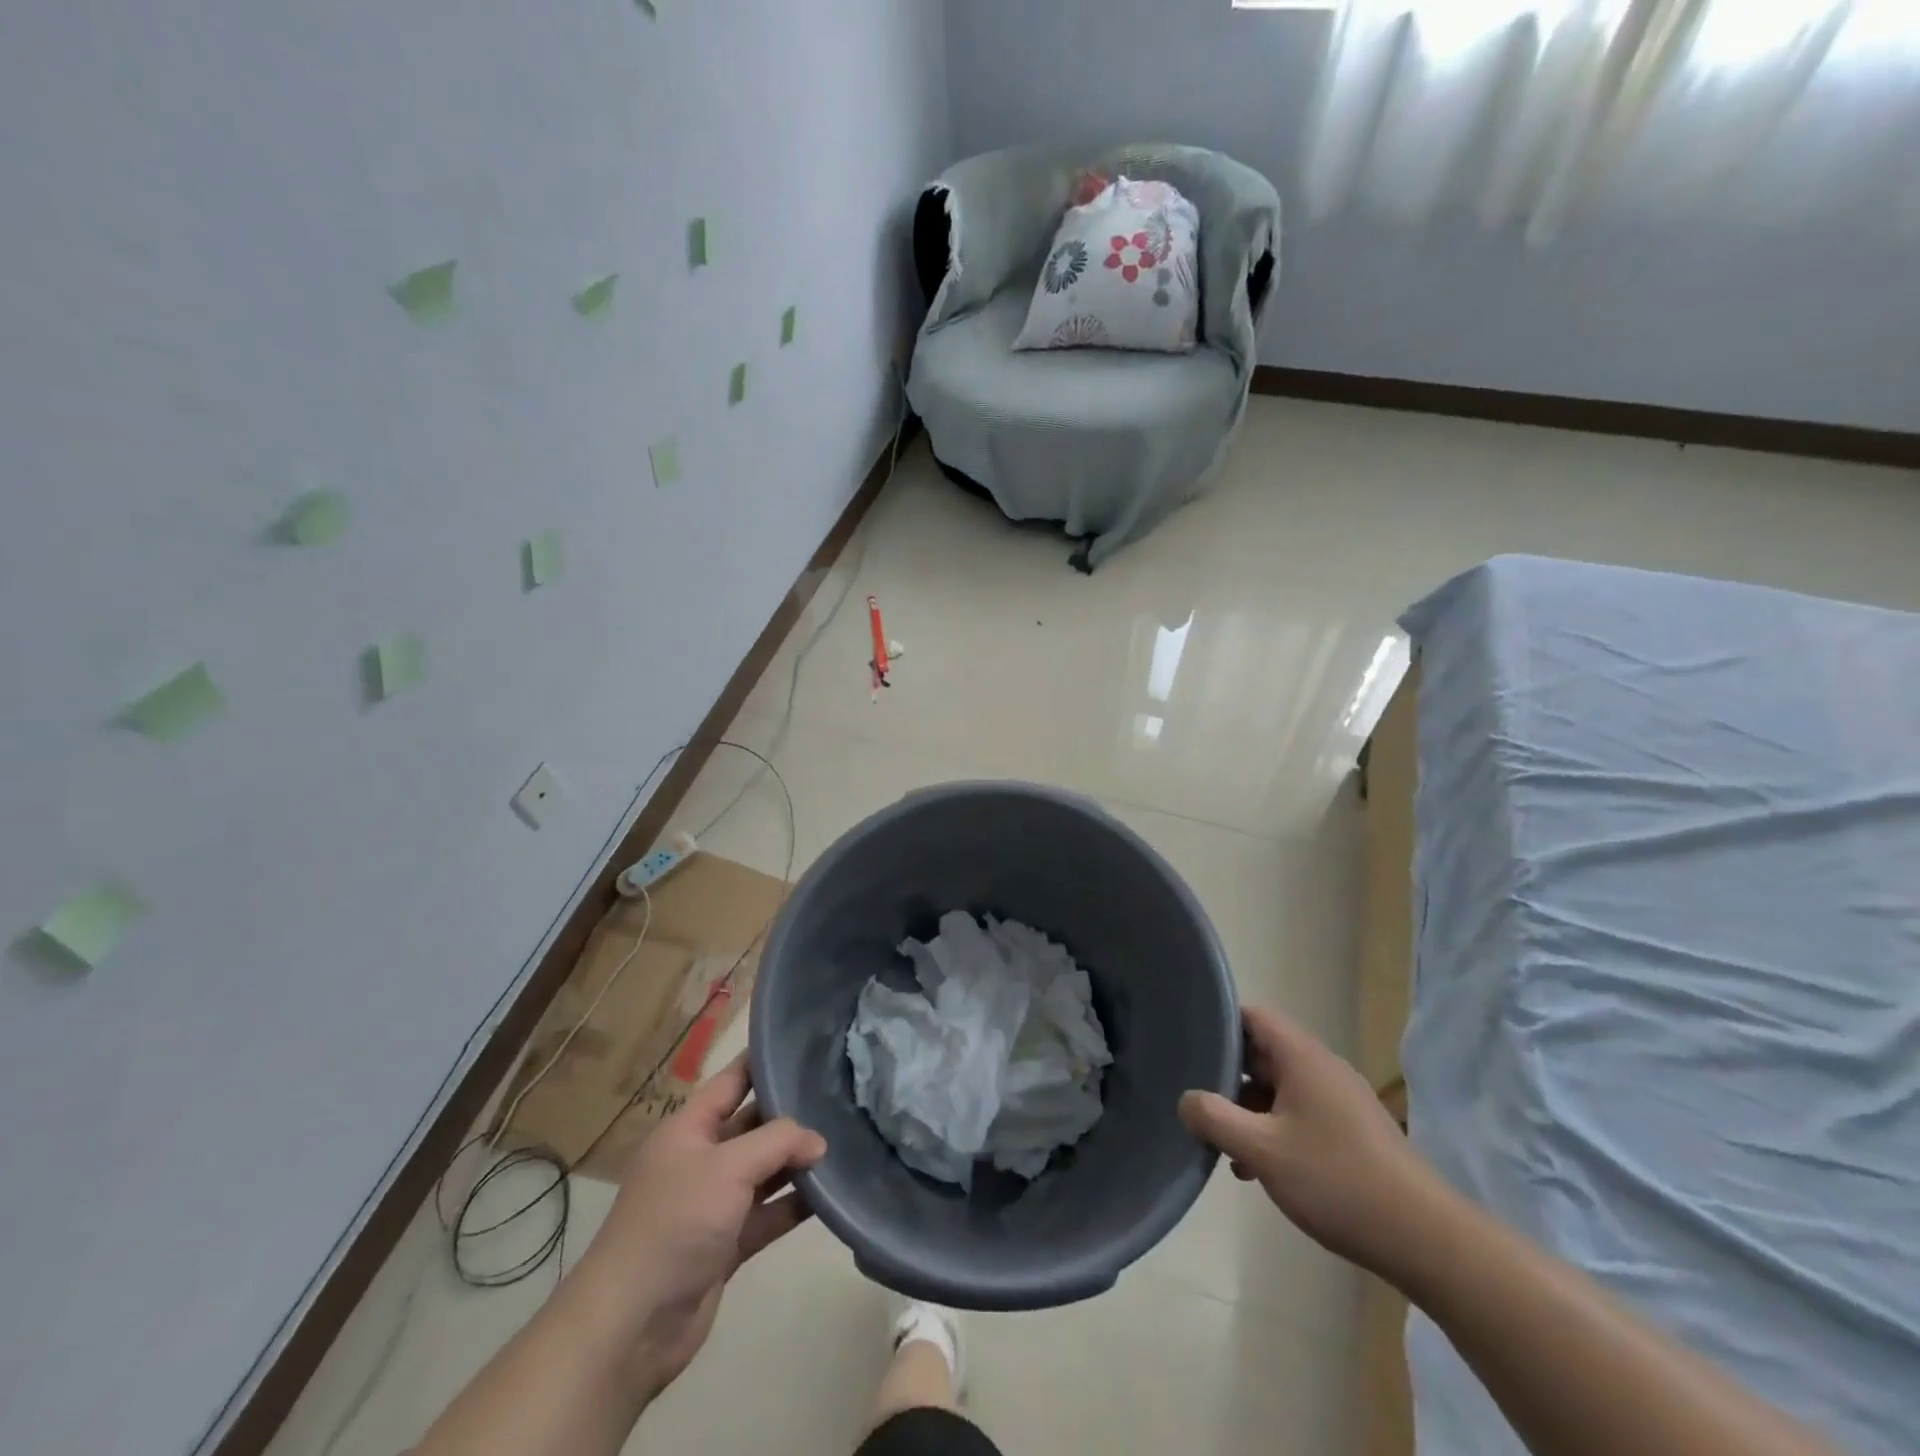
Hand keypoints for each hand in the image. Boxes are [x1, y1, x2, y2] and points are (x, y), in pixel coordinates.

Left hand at [578, 1053, 826, 1398]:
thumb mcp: (728, 1167)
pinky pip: (768, 1213)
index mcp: (688, 1129)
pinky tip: (831, 1193)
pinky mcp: (727, 1244)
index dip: (764, 1061)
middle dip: (791, 1113)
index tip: (807, 1046)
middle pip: (753, 1124)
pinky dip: (794, 1204)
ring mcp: (714, 1204)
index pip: (732, 1080)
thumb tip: (818, 1141)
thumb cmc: (674, 1223)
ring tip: (845, 1141)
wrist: (631, 1327)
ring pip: (764, 1170)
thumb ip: (778, 1142)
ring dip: (797, 1161)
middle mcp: (701, 1159)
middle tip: (840, 1095)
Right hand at [1179, 1006, 1437, 1273]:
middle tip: (1199, 1104)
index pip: (1253, 1017)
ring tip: (1225, 1147)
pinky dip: (1274, 1130)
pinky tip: (1259, 1170)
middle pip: (1263, 1053)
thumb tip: (1186, 1099)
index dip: (1219, 1024)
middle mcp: (1323, 1068)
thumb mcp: (1262, 1151)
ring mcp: (1341, 1101)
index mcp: (1302, 1058)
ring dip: (1250, 1111)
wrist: (1426, 1240)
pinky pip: (1300, 1114)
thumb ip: (1215, 1119)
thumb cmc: (1337, 1182)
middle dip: (1228, 1077)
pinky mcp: (1353, 1132)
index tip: (1190, 1046)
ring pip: (1280, 1089)